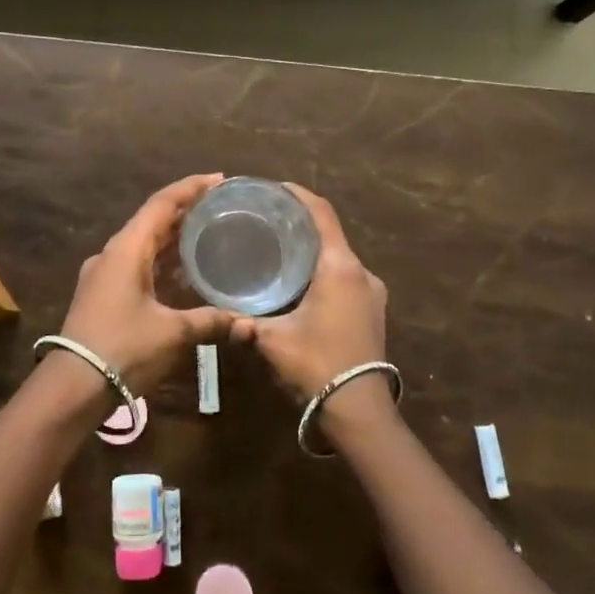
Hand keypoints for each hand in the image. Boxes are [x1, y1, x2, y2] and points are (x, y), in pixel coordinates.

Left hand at [59, 174, 240, 396]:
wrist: (74, 386)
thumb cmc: (124, 349)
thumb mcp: (173, 333)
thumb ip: (210, 321)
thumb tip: (246, 323)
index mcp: (126, 249)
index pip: (161, 204)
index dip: (190, 188)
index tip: (219, 179)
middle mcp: (111, 254)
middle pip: (151, 220)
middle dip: (184, 210)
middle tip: (219, 205)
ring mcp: (103, 274)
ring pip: (142, 243)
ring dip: (171, 236)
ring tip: (205, 231)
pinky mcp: (101, 294)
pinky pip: (135, 263)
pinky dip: (160, 259)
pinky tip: (181, 270)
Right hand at [236, 186, 388, 407]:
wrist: (358, 406)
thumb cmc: (316, 362)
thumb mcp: (273, 339)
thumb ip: (245, 322)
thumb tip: (222, 316)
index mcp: (339, 267)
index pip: (322, 214)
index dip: (300, 195)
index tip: (277, 188)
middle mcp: (361, 272)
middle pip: (330, 234)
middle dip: (302, 225)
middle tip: (269, 221)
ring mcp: (372, 292)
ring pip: (339, 258)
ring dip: (314, 251)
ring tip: (281, 251)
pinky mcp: (373, 310)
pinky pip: (346, 277)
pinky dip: (324, 271)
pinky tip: (301, 283)